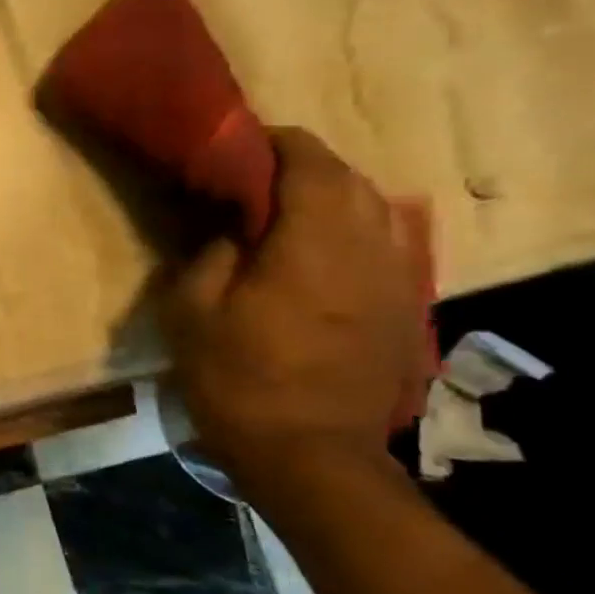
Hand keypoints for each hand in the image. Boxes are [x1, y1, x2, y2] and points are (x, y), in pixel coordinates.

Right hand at [159, 127, 423, 486]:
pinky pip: (384, 246)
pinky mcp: (403, 308)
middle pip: (350, 181)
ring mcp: (396, 280)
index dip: (277, 143)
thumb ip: (210, 255)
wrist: (308, 452)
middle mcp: (369, 249)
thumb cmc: (237, 378)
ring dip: (332, 197)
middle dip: (306, 166)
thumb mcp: (192, 312)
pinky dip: (351, 231)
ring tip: (286, 209)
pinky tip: (317, 252)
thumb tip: (231, 230)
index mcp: (314, 243)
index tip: (242, 141)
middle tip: (256, 174)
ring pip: (375, 211)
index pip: (310, 164)